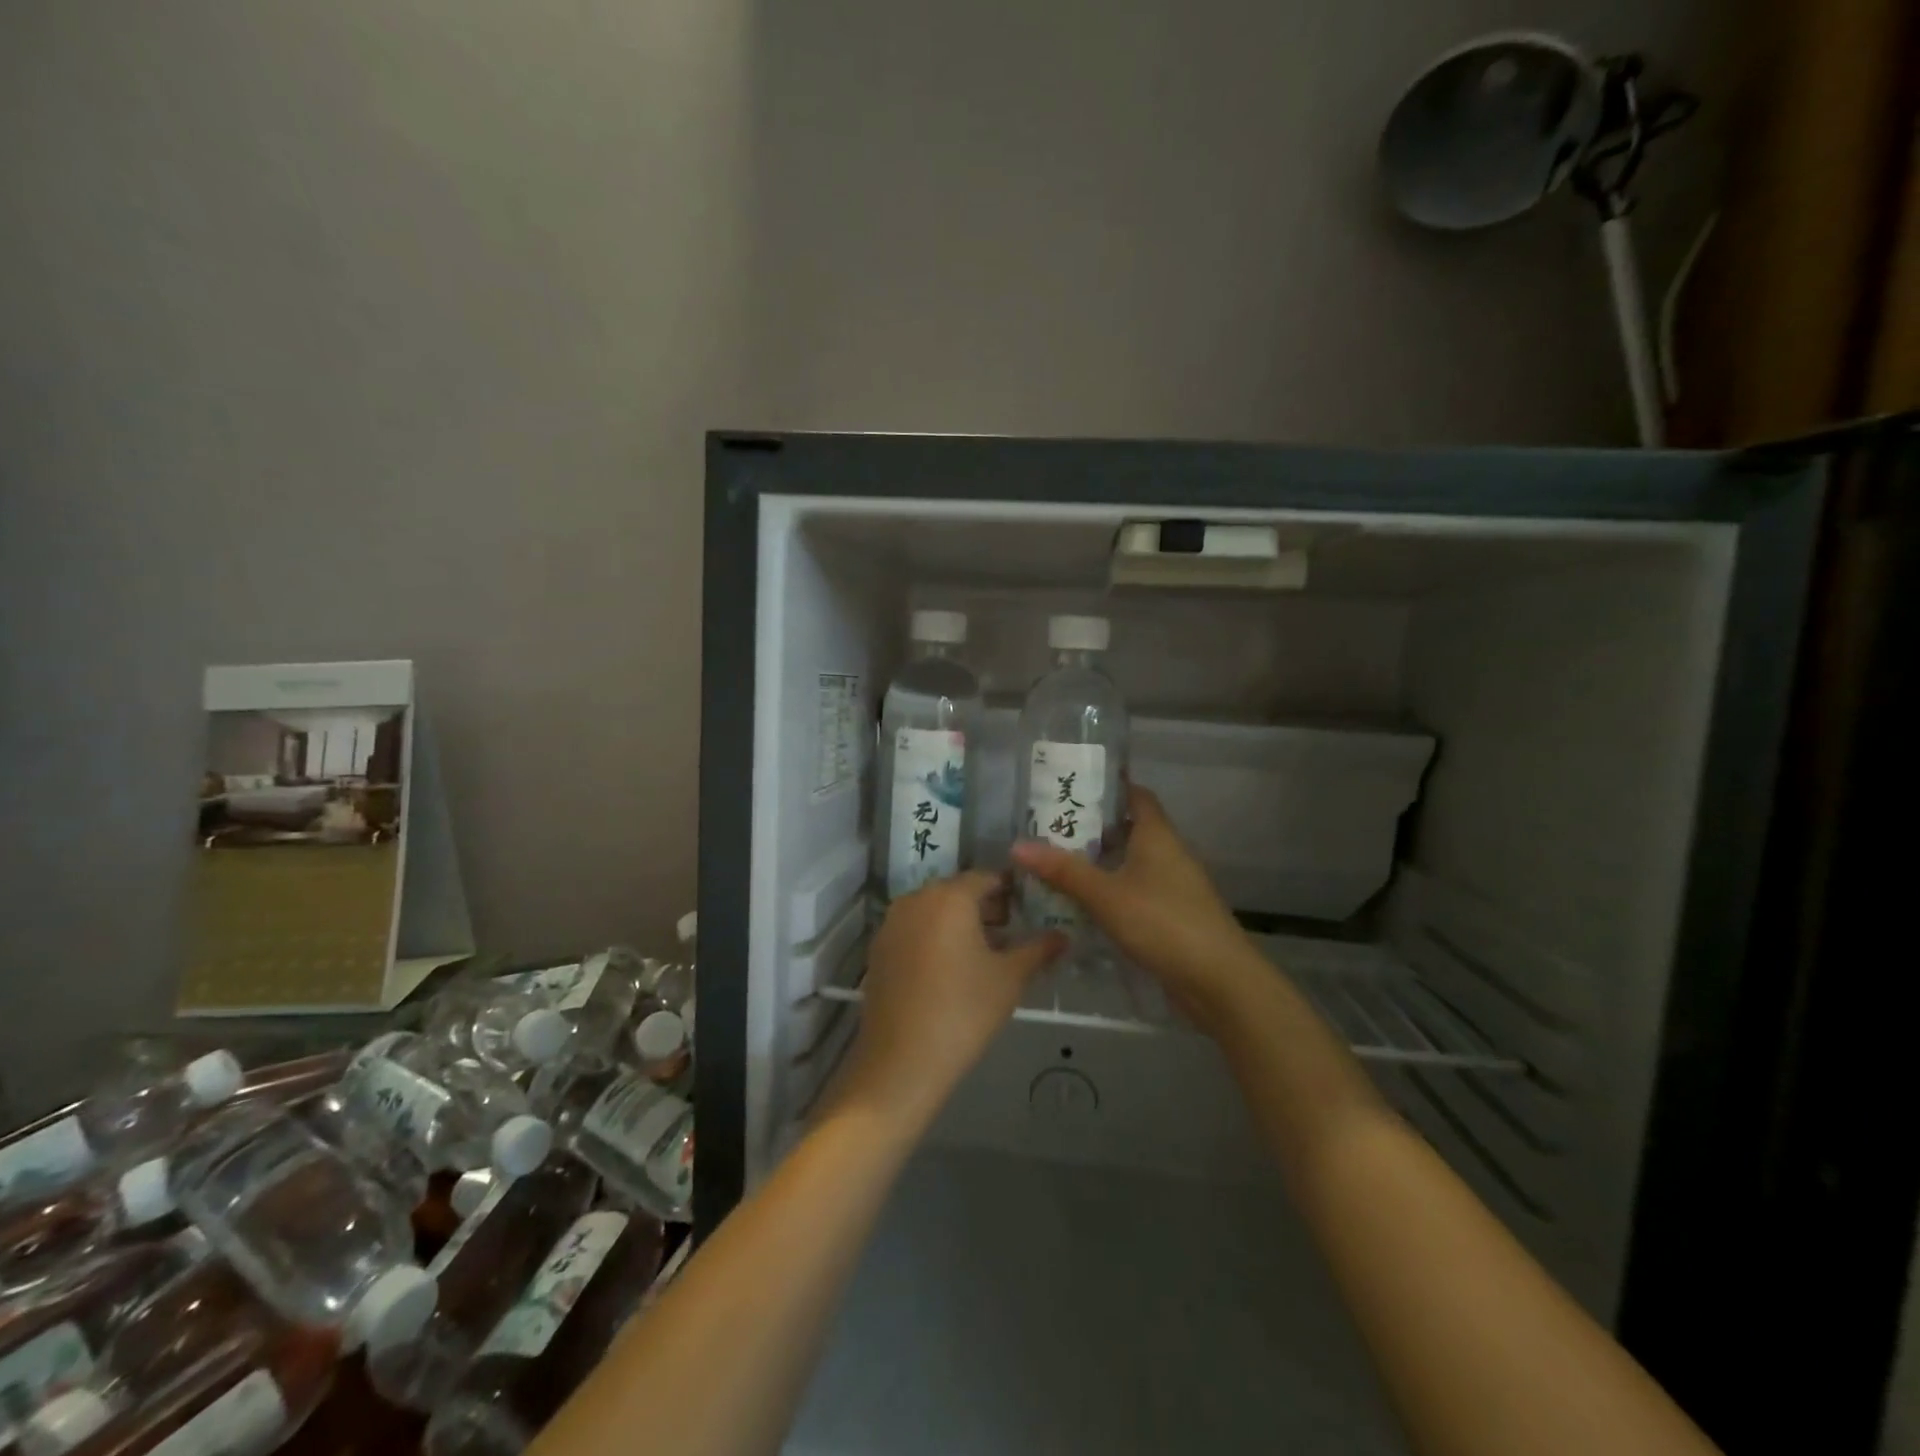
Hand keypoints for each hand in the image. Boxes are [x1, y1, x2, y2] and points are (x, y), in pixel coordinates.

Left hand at [835, 872, 1064, 1130]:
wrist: (902, 1061)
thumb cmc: (963, 1011)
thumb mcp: (1010, 979)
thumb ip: (1039, 950)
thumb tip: (1063, 936)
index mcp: (950, 897)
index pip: (986, 878)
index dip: (1010, 890)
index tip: (1029, 908)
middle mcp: (916, 899)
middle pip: (957, 892)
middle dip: (985, 907)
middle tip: (1012, 932)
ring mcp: (892, 923)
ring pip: (934, 910)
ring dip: (959, 922)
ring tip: (985, 952)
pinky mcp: (878, 948)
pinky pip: (914, 929)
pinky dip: (935, 937)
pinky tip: (951, 968)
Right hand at [1010, 787, 1261, 1036]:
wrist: (1219, 981)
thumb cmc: (1163, 923)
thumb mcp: (1106, 895)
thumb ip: (1063, 870)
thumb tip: (1017, 845)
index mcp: (1157, 835)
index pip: (1136, 795)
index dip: (1108, 786)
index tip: (1072, 786)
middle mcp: (1168, 853)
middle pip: (1130, 828)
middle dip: (1093, 828)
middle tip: (1050, 829)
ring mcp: (1174, 886)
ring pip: (1132, 862)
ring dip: (1101, 862)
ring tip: (1058, 864)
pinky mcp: (1173, 916)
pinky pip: (1137, 891)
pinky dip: (1112, 891)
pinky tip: (1084, 904)